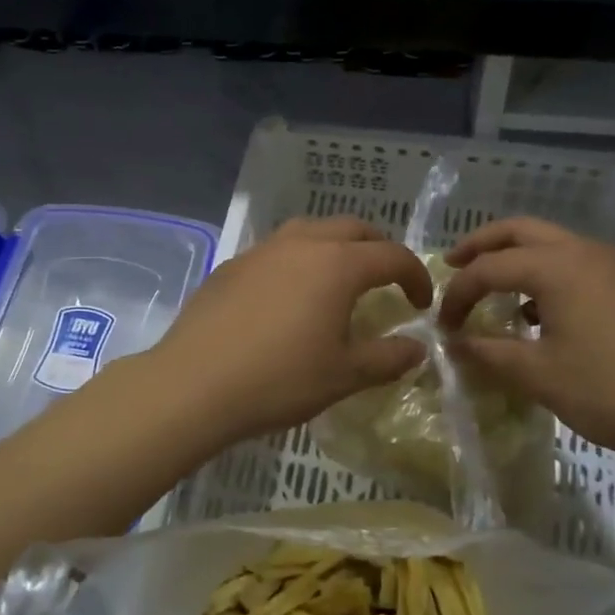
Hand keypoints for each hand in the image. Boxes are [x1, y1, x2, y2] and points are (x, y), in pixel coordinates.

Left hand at [148, 217, 433, 449]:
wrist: (193, 385)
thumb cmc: (278, 380)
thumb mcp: (343, 376)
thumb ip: (387, 358)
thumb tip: (417, 349)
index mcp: (337, 265)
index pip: (392, 256)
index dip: (415, 276)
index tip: (421, 303)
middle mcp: (301, 245)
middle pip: (352, 229)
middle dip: (377, 249)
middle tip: (385, 281)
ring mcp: (261, 251)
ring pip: (310, 231)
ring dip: (335, 247)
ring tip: (338, 279)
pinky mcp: (231, 266)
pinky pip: (276, 250)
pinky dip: (297, 261)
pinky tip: (287, 296)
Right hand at [437, 217, 614, 462]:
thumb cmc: (614, 389)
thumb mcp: (541, 376)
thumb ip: (491, 354)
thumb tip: (456, 344)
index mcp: (555, 268)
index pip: (488, 268)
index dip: (458, 294)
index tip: (443, 326)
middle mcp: (582, 253)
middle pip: (519, 230)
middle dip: (481, 245)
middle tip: (452, 265)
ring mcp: (612, 266)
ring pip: (551, 243)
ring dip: (515, 257)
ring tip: (492, 287)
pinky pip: (574, 263)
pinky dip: (545, 273)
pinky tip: (538, 312)